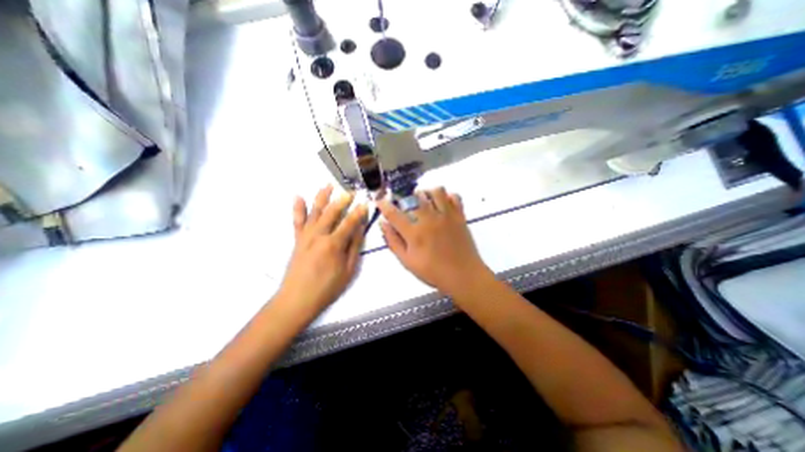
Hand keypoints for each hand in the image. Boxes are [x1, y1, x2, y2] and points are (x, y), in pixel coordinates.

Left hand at [277, 185, 365, 315]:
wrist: (297, 299)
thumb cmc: (327, 288)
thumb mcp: (348, 270)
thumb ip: (354, 247)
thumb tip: (359, 229)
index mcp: (333, 244)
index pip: (349, 222)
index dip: (358, 212)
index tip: (365, 203)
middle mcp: (318, 235)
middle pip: (331, 212)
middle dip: (342, 200)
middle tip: (350, 191)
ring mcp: (305, 236)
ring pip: (314, 212)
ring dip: (321, 197)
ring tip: (327, 185)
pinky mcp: (297, 240)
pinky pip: (297, 221)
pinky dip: (297, 208)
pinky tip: (298, 197)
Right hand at [377, 186, 490, 295]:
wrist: (463, 275)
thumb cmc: (433, 272)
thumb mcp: (408, 262)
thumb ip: (394, 242)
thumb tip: (383, 224)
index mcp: (415, 233)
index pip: (394, 213)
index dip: (383, 205)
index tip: (380, 201)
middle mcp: (430, 219)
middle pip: (414, 197)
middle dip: (404, 198)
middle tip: (404, 206)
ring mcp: (447, 215)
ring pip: (435, 191)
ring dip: (426, 193)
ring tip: (424, 202)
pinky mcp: (459, 216)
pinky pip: (454, 196)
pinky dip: (447, 196)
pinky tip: (442, 205)